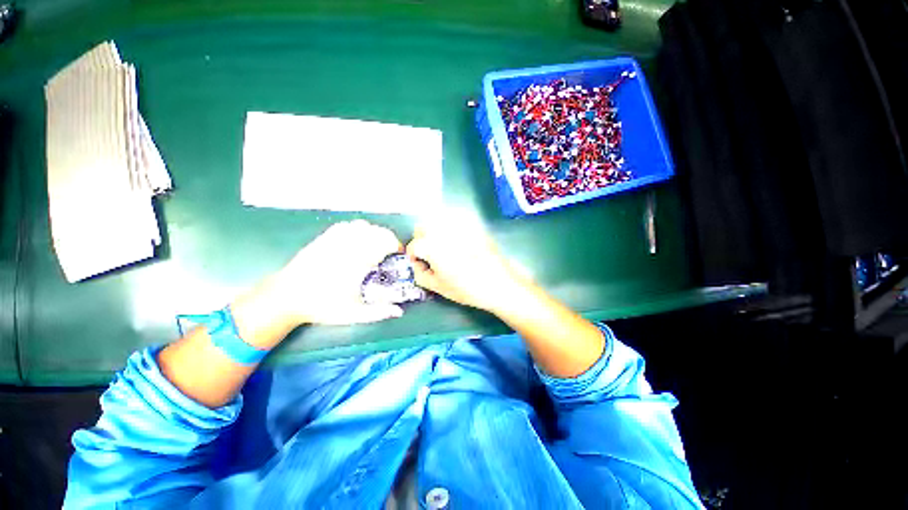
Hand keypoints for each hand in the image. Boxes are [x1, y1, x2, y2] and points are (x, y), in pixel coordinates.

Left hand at [274, 220, 404, 324]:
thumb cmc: (322, 306)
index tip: (398, 254)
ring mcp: (335, 240)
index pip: (384, 243)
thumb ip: (378, 312)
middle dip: (388, 238)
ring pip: (362, 225)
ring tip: (377, 244)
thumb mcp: (352, 314)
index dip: (396, 246)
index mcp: (358, 263)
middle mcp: (349, 247)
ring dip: (375, 232)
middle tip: (390, 251)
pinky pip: (346, 225)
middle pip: (376, 231)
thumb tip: (399, 311)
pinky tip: (358, 239)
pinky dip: (358, 228)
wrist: (286, 296)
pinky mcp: (324, 238)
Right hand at [406, 223, 525, 312]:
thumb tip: (418, 266)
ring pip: (437, 220)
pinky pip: (455, 218)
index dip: (414, 257)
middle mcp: (442, 230)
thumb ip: (420, 275)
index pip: (414, 245)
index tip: (421, 265)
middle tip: (430, 255)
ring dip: (434, 231)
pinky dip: (450, 225)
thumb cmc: (467, 288)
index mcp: (431, 246)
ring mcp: (459, 225)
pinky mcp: (473, 224)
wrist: (499, 283)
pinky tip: (458, 240)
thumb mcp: (438, 287)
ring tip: (444, 247)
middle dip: (422, 240)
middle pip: (422, 227)